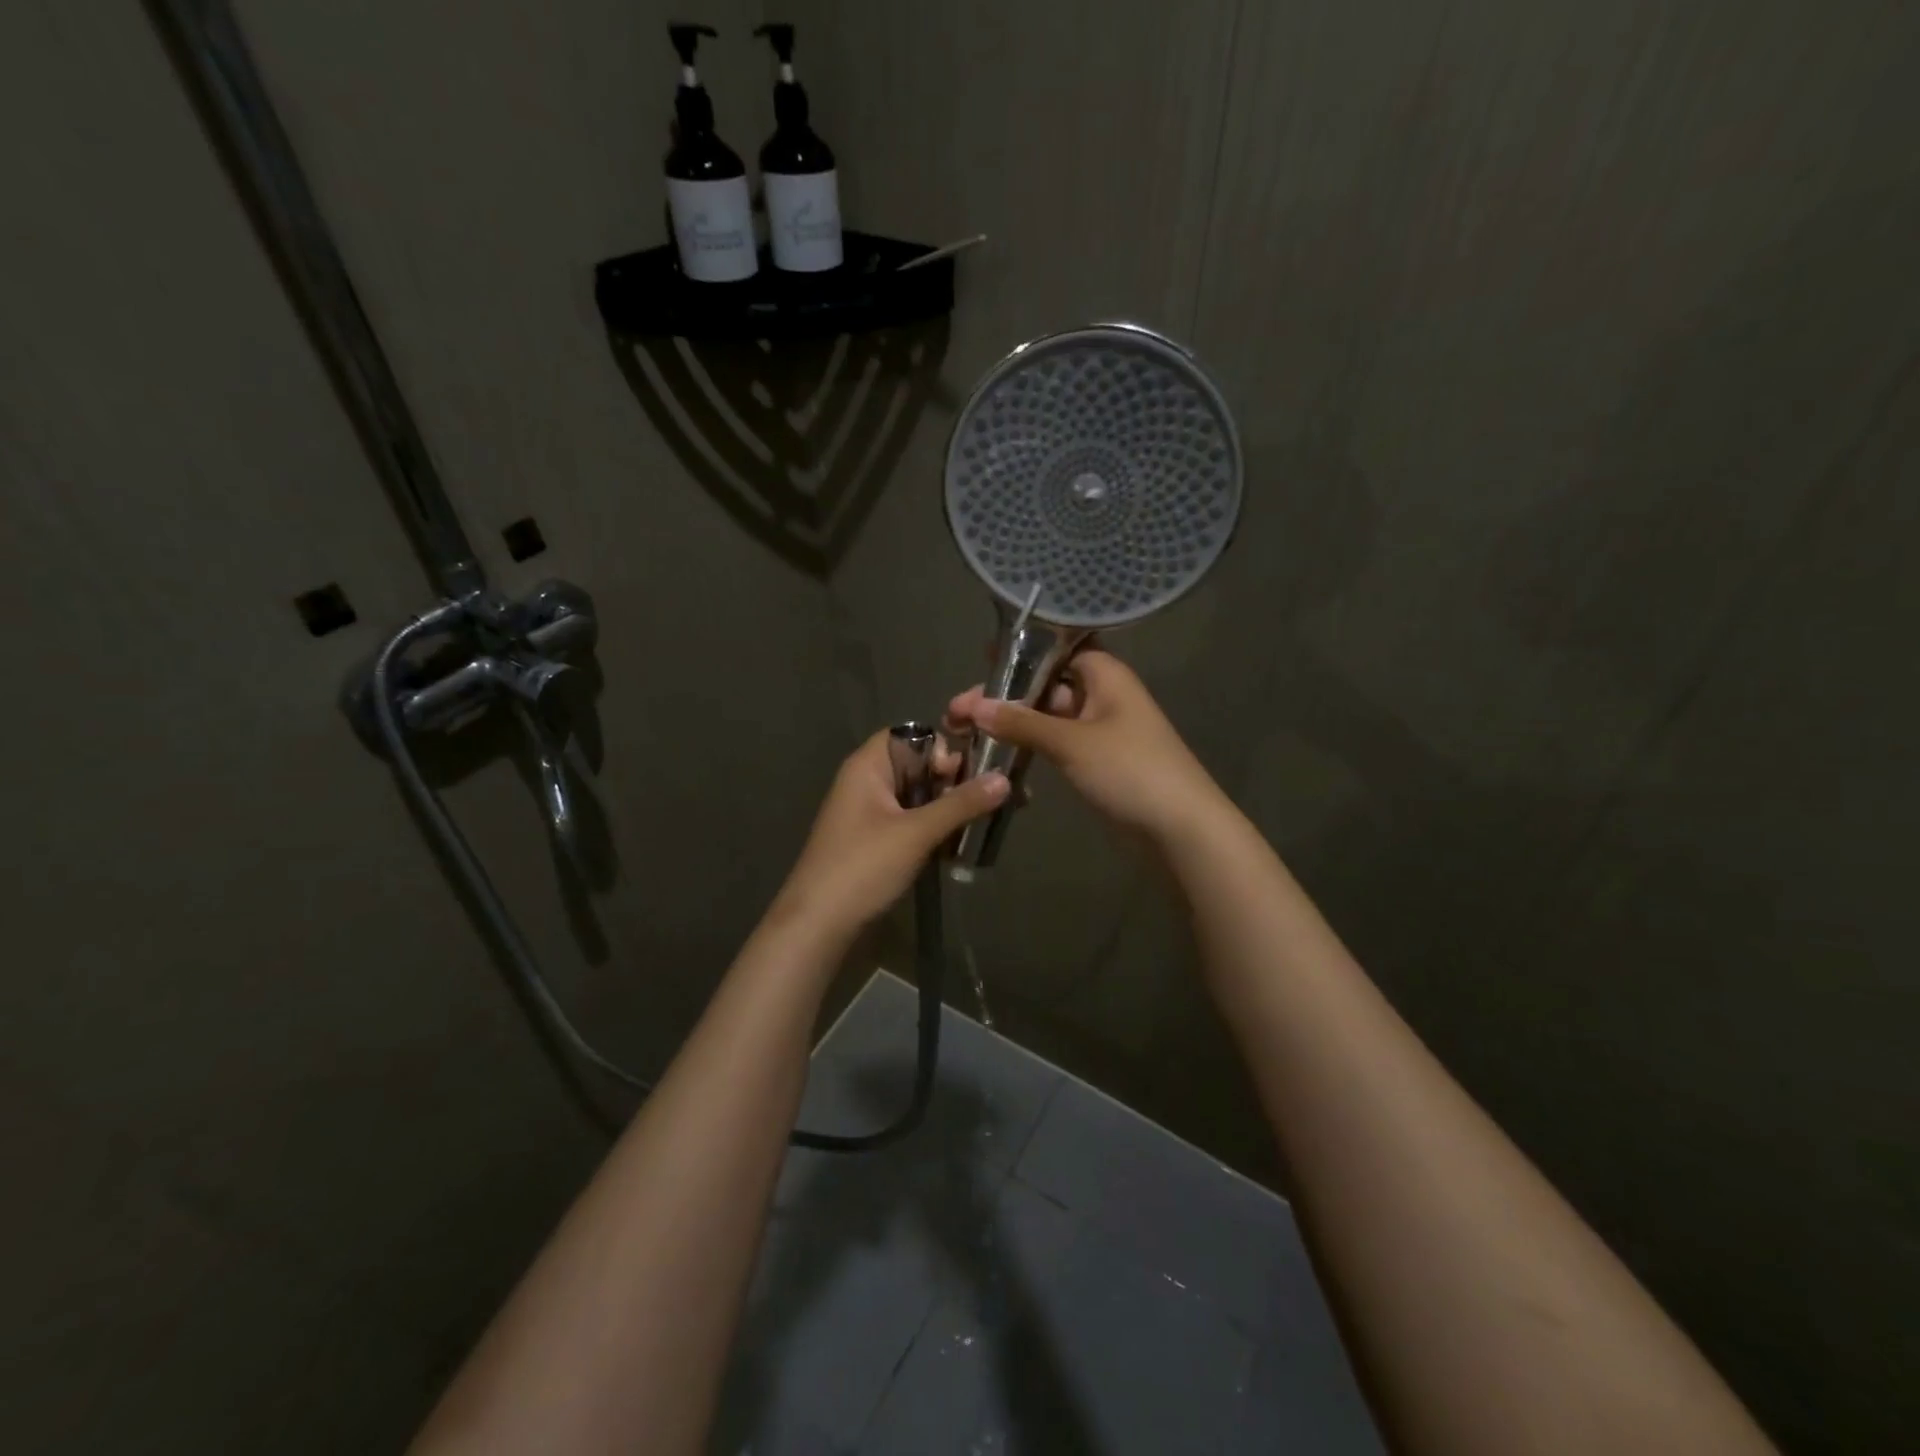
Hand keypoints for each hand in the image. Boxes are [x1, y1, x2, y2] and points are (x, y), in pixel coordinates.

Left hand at [768, 729, 1008, 942]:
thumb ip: (961, 804)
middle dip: (955, 781)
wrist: (818, 925)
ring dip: (949, 808)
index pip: (913, 735)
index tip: (965, 774)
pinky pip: (913, 822)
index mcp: (869, 766)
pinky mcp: (876, 841)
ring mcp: (871, 813)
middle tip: (989, 801)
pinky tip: (961, 847)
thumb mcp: (916, 833)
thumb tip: (1005, 778)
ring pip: (920, 797)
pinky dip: (935, 829)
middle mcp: (868, 782)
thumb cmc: (863, 866)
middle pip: (920, 766)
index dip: (943, 748)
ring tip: (985, 823)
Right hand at [945, 650, 1227, 848]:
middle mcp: (1101, 695)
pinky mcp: (1094, 762)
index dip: (1020, 652)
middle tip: (957, 710)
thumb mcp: (1071, 742)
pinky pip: (1054, 743)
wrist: (1180, 829)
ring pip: (1046, 717)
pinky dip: (1028, 745)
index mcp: (1105, 675)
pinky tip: (995, 751)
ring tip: (963, 729)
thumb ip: (1021, 722)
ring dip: (1011, 722)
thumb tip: (974, 705)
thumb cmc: (1130, 770)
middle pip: (1045, 685)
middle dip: (1004, 695)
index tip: (981, 658)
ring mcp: (1098, 731)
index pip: (1057, 649)